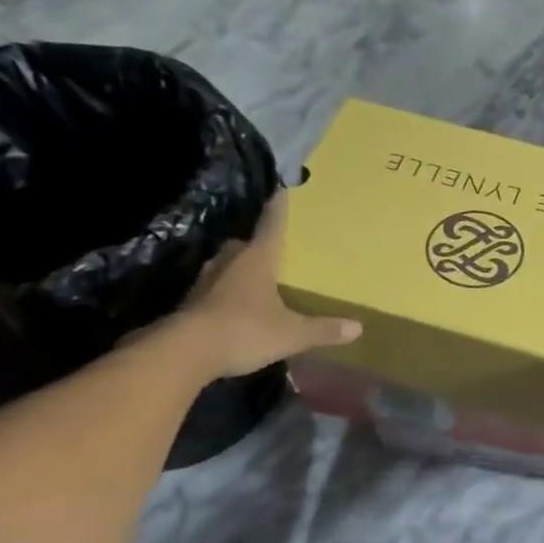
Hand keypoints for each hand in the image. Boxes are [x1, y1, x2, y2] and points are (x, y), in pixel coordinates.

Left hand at [180, 189, 360, 375]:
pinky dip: (224, 295)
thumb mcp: (292, 334)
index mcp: (257, 260)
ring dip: (238, 270)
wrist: (184, 352)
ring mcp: (205, 282)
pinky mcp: (190, 303)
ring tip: (254, 279)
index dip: (278, 209)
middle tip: (270, 249)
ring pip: (226, 267)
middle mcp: (229, 262)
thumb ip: (323, 330)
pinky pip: (213, 291)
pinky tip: (233, 308)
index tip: (281, 190)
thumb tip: (358, 327)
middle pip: (244, 246)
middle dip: (256, 246)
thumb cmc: (245, 331)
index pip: (271, 226)